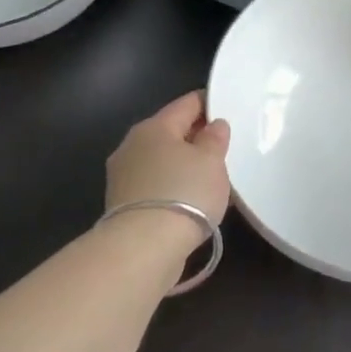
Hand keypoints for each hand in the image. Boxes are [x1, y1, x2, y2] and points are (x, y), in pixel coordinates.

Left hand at [106, 91, 231, 226]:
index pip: (186, 104)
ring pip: (161, 160)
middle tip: (222, 147)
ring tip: (209, 178)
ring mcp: (123, 176)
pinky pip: (155, 185)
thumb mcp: (211, 161)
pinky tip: (190, 200)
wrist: (143, 248)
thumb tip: (213, 125)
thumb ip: (214, 139)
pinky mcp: (122, 205)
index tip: (227, 109)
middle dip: (195, 137)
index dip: (208, 103)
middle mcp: (132, 145)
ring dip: (182, 165)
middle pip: (170, 132)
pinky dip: (172, 187)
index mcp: (154, 126)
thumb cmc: (184, 193)